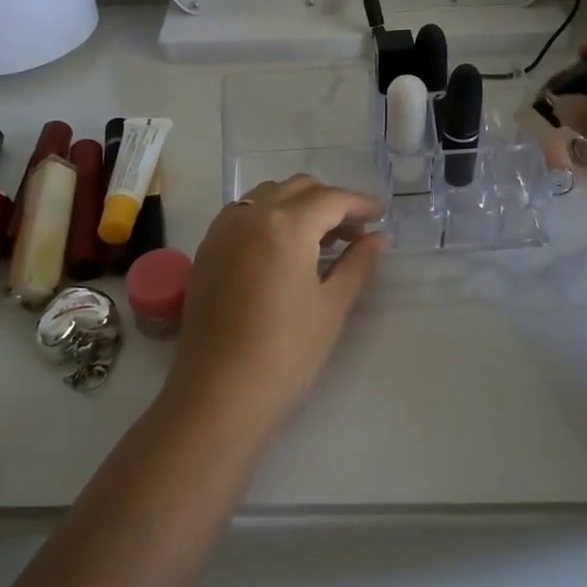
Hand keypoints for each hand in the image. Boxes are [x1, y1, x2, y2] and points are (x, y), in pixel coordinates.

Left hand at [164, 176, 385, 439]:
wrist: (218, 398)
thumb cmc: (285, 355)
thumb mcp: (331, 307)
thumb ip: (357, 264)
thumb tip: (377, 238)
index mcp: (285, 225)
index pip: (331, 199)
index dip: (360, 203)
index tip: (381, 215)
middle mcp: (250, 216)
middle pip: (298, 188)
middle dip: (330, 201)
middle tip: (355, 230)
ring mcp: (222, 231)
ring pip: (267, 195)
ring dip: (297, 204)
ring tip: (320, 238)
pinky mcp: (206, 251)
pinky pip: (242, 213)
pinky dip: (268, 216)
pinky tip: (282, 247)